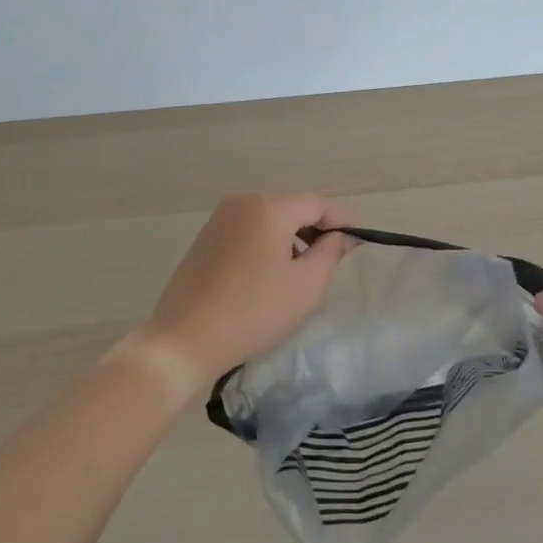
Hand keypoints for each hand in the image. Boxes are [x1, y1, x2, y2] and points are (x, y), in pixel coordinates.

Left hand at [131, 193, 355, 390]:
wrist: (184, 339)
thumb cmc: (254, 311)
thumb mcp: (306, 285)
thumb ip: (331, 252)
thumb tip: (341, 235)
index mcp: (269, 208)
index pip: (317, 203)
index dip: (341, 220)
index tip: (357, 241)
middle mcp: (242, 203)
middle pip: (291, 207)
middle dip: (315, 228)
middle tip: (332, 258)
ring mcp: (219, 219)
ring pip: (268, 219)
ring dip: (290, 237)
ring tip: (301, 270)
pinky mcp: (205, 238)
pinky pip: (247, 230)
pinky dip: (266, 243)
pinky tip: (268, 274)